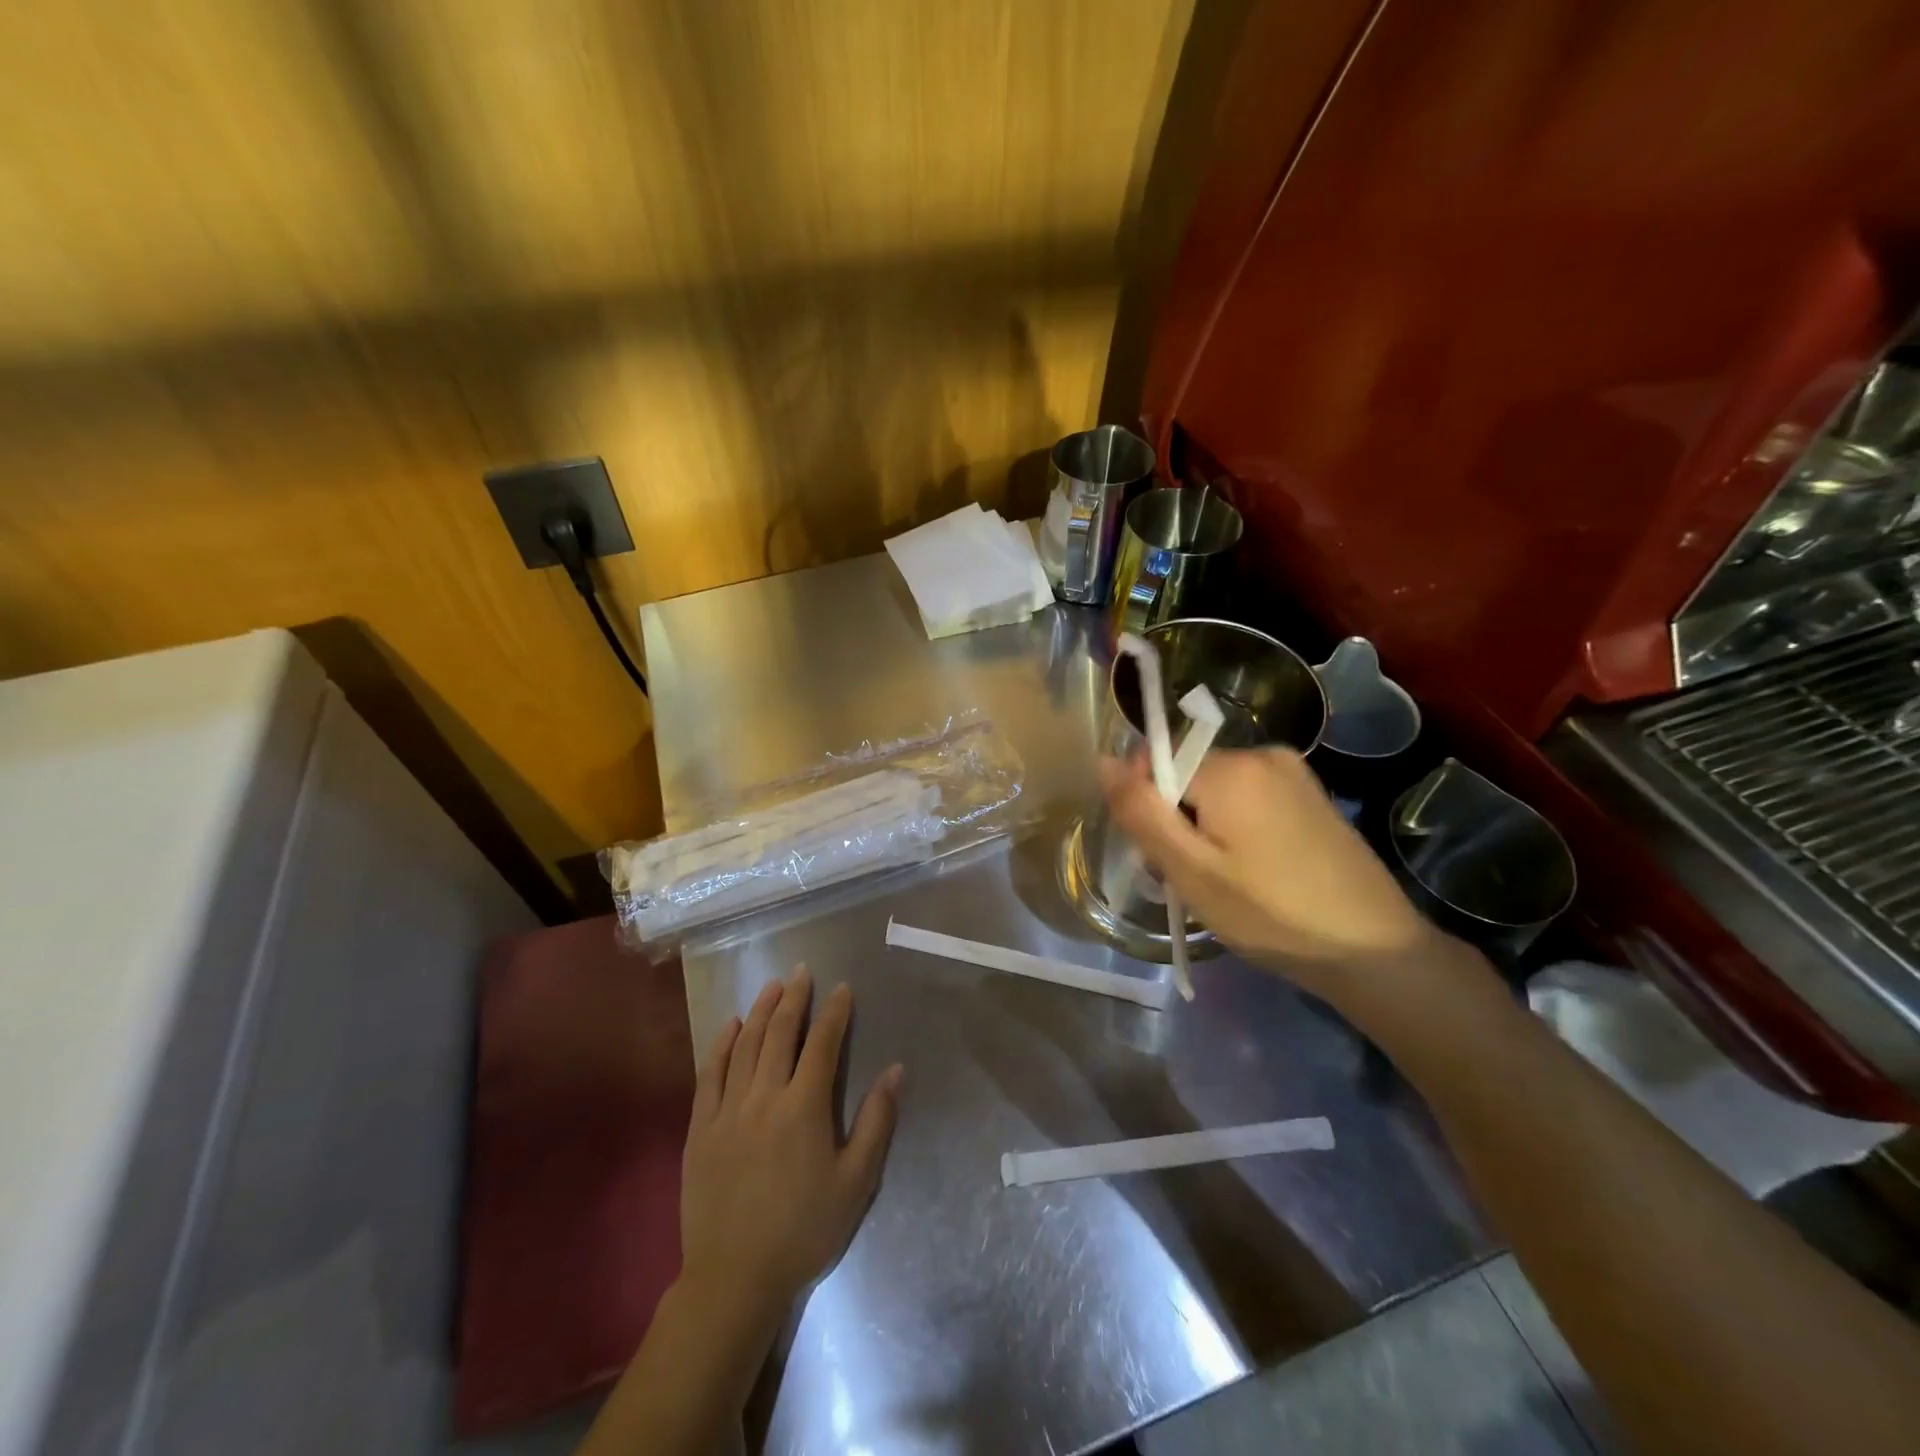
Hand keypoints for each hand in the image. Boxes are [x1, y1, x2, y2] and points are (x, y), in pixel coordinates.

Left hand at [678, 967, 902, 1331]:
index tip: (842, 988)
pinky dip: (721, 1044)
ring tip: (773, 986)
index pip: (822, 1044)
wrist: (734, 1278)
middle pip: (780, 1034)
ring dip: (761, 1011)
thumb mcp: (856, 1182)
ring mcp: (727, 1110)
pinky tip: (731, 1026)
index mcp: (804, 1107)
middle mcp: (764, 1097)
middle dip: (795, 998)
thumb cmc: (804, 1230)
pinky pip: (709, 1074)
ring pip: (745, 1046)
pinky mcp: (699, 1129)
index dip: (834, 1013)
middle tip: (802, 972)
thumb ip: (876, 1121)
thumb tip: (895, 1069)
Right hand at [1101, 748, 1441, 1000]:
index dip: (1147, 807)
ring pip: (1214, 788)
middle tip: (1192, 879)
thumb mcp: (1190, 870)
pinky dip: (1234, 827)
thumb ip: (1141, 811)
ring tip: (1222, 883)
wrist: (1374, 951)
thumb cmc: (1271, 914)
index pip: (1154, 761)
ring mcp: (1292, 772)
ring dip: (1202, 826)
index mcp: (1232, 766)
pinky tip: (1252, 872)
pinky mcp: (1310, 794)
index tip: (1164, 856)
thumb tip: (1103, 759)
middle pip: (1185, 773)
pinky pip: (1247, 797)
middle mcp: (1263, 753)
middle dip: (1174, 819)